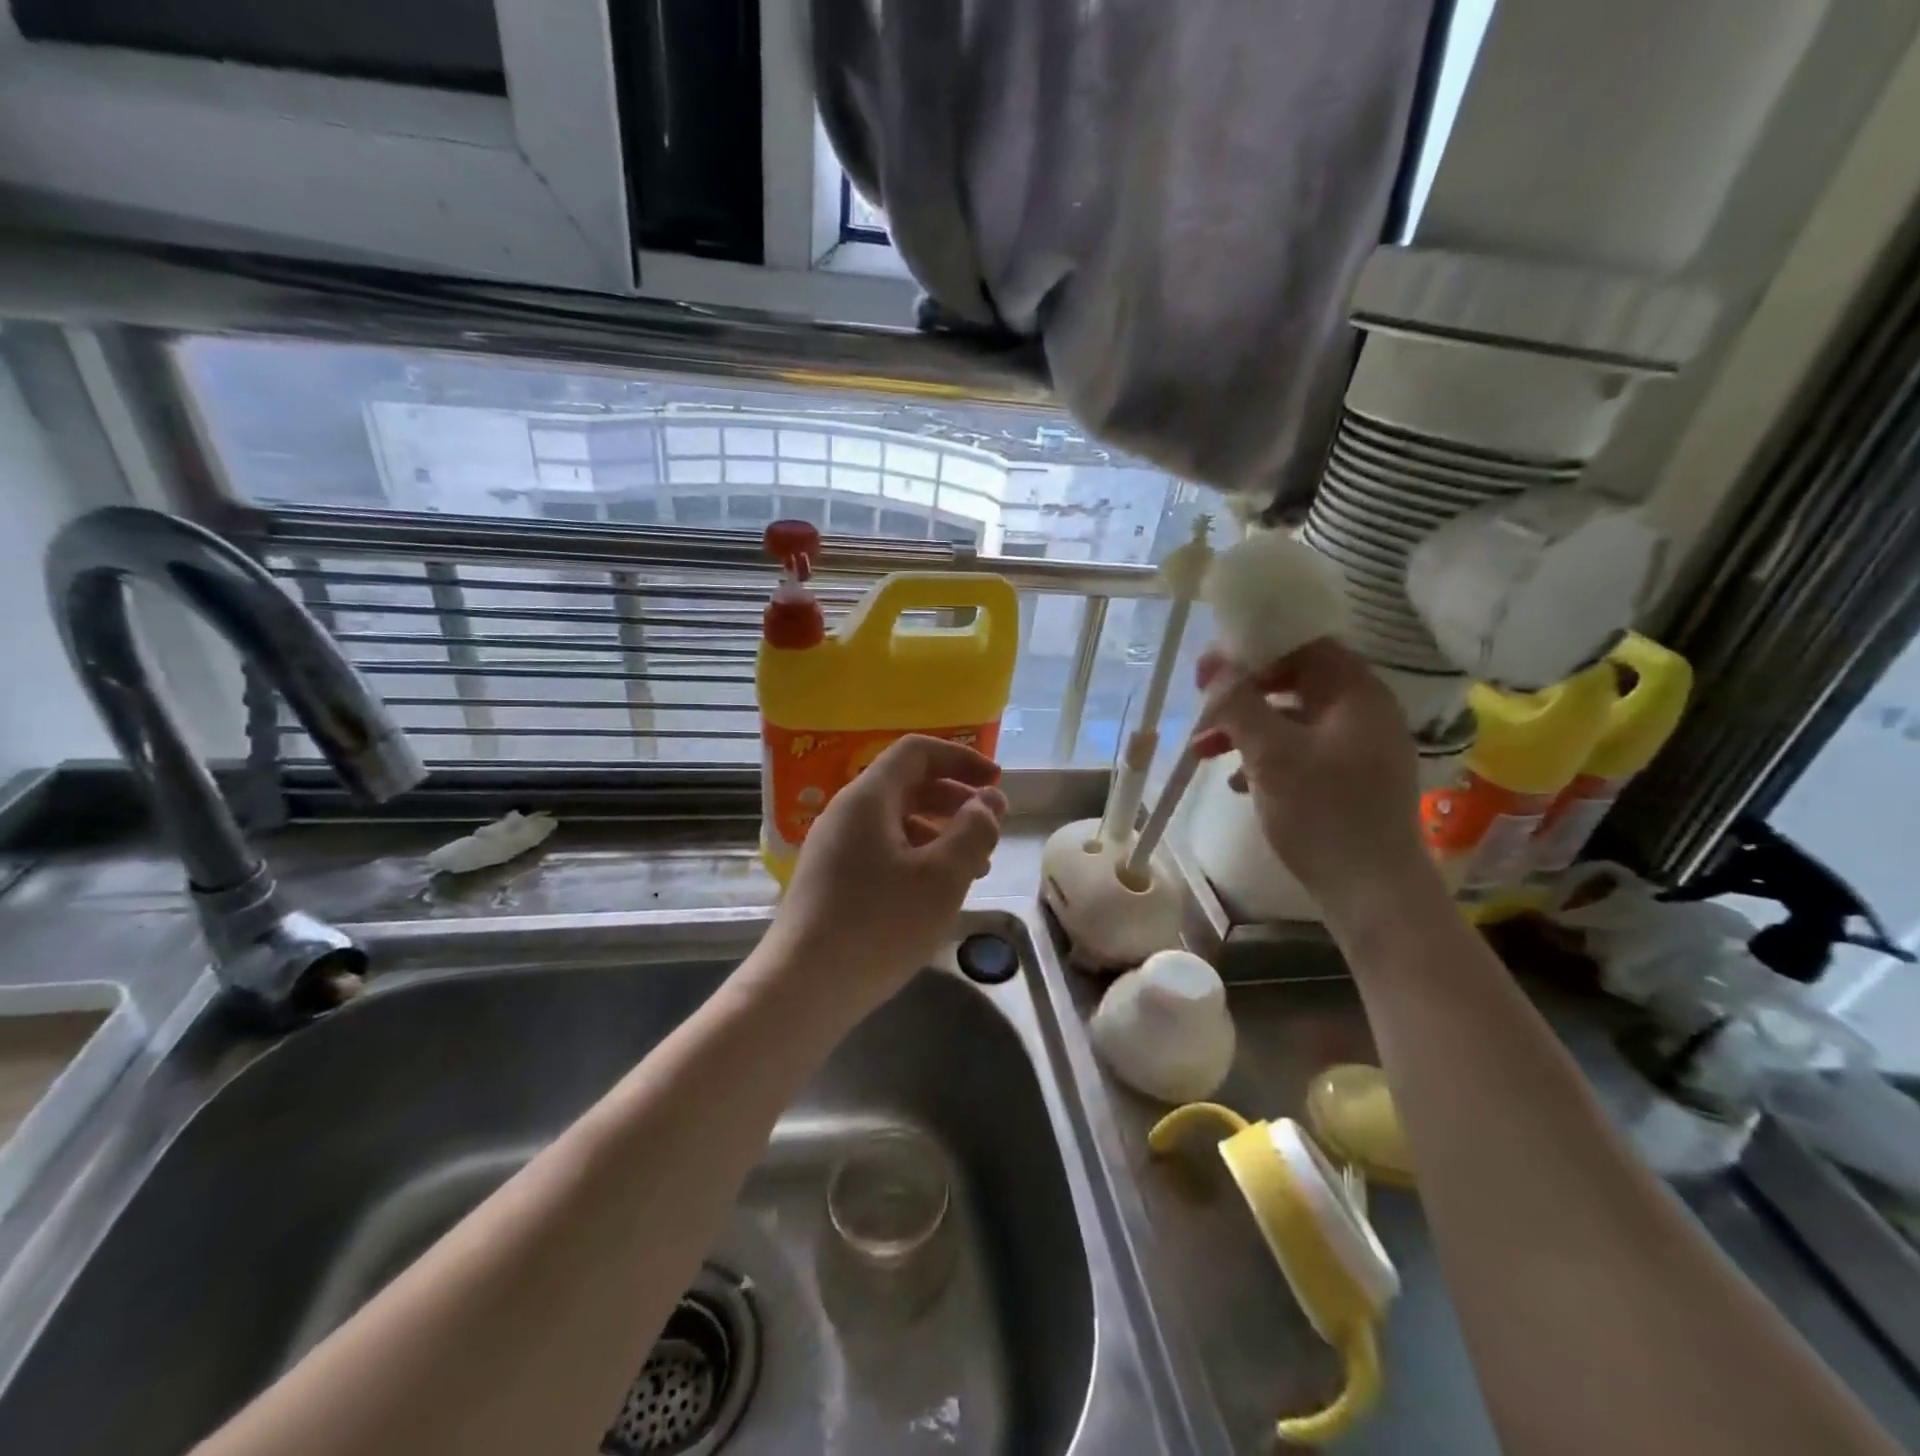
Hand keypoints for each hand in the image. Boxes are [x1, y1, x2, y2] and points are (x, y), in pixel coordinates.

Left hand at [766, 735, 1007, 1011]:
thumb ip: (973, 830)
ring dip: (942, 833)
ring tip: (978, 866)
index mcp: (868, 798)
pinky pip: (884, 851)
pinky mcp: (833, 880)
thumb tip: (987, 801)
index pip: (917, 751)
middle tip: (992, 826)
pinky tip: (940, 891)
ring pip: (898, 822)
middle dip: (956, 799)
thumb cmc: (879, 925)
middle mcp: (847, 813)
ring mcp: (835, 848)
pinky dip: (919, 858)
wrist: (803, 988)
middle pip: (908, 785)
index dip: (961, 758)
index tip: (997, 782)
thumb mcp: (942, 876)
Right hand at [1192, 638, 1430, 920]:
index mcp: (1356, 694)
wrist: (1372, 891)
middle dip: (1243, 698)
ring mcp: (1361, 749)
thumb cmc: (1322, 812)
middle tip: (1204, 713)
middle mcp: (1365, 713)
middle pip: (1295, 683)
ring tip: (1204, 753)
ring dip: (1247, 730)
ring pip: (1293, 721)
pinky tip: (1237, 783)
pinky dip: (1267, 758)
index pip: (1305, 646)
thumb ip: (1238, 703)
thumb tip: (1213, 662)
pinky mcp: (1352, 781)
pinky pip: (1303, 752)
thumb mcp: (1269, 753)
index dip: (1256, 652)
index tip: (1214, 672)